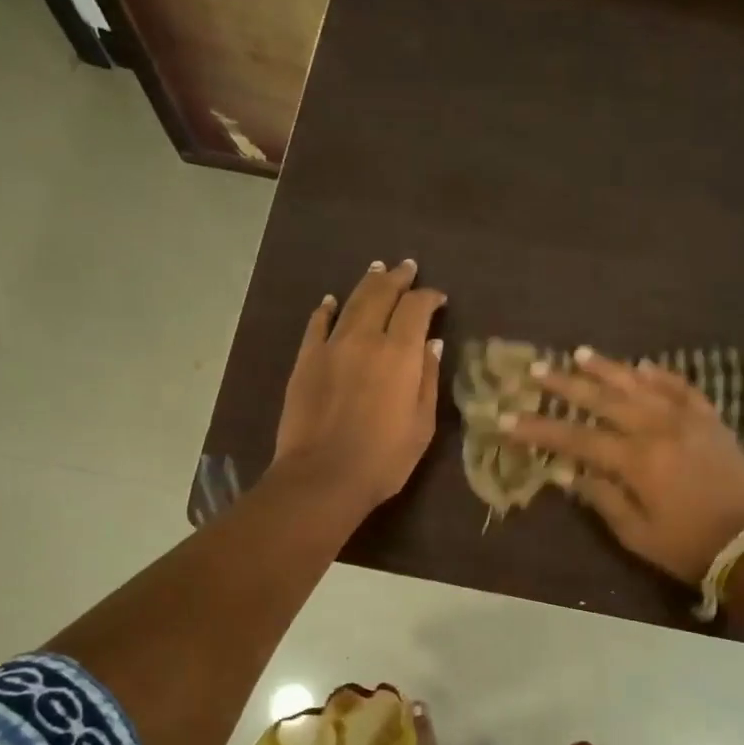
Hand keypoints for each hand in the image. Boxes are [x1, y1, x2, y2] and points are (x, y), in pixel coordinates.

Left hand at [272, 259, 445, 513]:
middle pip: (381, 295)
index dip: (429, 297)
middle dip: (397, 278)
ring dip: (366, 283)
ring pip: (351, 302)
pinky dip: (326, 309)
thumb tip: (432, 343)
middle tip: (407, 267)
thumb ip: (427, 378)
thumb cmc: (384, 458)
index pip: (416, 308)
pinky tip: (331, 301)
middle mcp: (365, 339)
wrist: (323, 477)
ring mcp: (331, 347)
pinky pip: (317, 325)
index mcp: (400, 353)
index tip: (438, 298)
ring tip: (377, 269)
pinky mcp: (305, 361)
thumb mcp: (422, 423)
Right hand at [500, 349, 743, 582]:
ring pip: (640, 384)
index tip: (508, 418)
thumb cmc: (687, 546)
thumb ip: (601, 497)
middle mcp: (658, 429)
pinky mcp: (711, 420)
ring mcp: (688, 420)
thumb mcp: (635, 533)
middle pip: (603, 400)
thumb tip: (566, 471)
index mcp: (637, 461)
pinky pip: (682, 388)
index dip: (539, 429)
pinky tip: (642, 366)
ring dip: (608, 368)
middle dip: (565, 385)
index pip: (576, 438)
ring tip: (579, 353)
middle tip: (536, 370)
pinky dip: (661, 375)